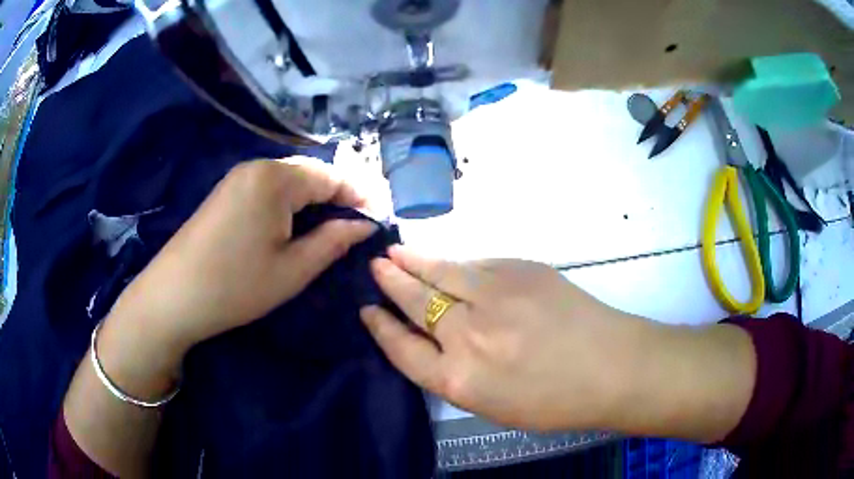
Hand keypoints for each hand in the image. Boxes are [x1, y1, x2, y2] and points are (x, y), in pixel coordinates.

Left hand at [99, 158, 376, 385]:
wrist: (173, 296)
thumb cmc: (236, 285)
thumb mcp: (293, 269)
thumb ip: (334, 241)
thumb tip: (365, 225)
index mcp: (276, 179)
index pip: (332, 176)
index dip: (361, 195)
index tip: (381, 216)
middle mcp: (257, 166)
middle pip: (311, 172)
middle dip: (340, 193)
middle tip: (361, 220)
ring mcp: (238, 177)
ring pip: (290, 179)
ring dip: (316, 197)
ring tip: (335, 222)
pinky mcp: (226, 192)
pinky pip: (269, 187)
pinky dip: (291, 201)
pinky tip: (296, 221)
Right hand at [360, 247, 651, 431]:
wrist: (610, 367)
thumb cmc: (554, 400)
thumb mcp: (493, 403)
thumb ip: (456, 373)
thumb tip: (436, 339)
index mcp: (458, 379)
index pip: (401, 348)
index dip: (381, 328)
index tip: (367, 311)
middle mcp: (467, 334)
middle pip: (415, 301)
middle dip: (391, 282)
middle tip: (376, 267)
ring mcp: (494, 295)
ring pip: (440, 271)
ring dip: (414, 261)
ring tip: (395, 251)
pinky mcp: (519, 270)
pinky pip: (476, 264)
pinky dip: (457, 264)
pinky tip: (449, 262)